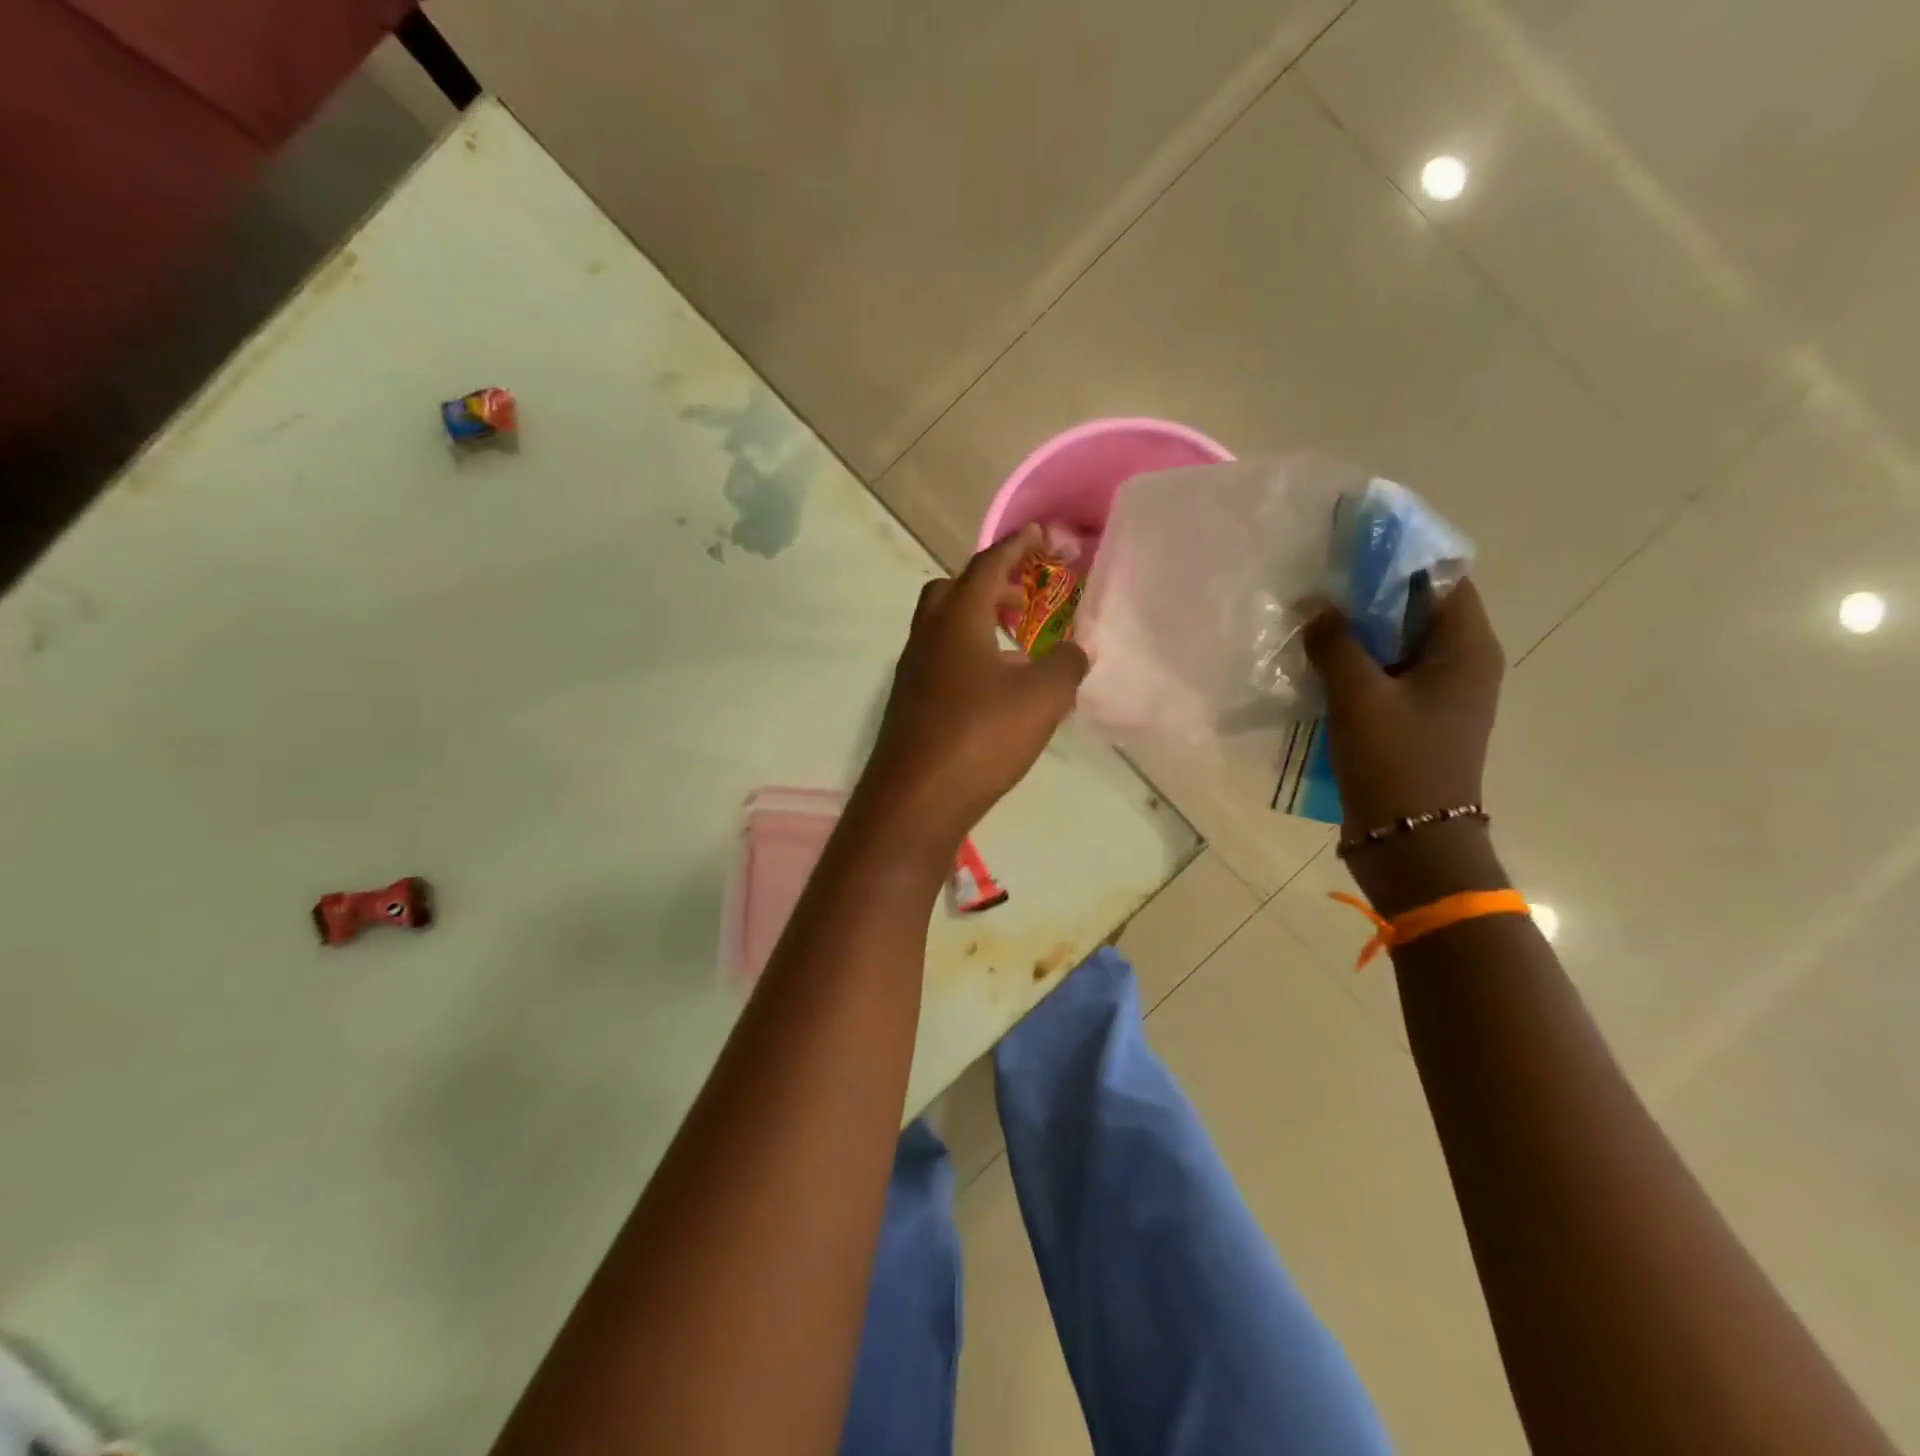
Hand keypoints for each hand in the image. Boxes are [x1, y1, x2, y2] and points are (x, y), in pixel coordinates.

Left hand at [855, 525, 1088, 858]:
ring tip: (1019, 643)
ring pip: (946, 625)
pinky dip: (971, 654)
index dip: (1019, 544)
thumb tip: (1077, 650)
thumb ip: (1067, 664)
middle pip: (956, 588)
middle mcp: (928, 634)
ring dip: (981, 620)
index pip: (989, 563)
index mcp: (957, 618)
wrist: (916, 799)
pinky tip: (997, 688)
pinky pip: (942, 658)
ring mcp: (913, 668)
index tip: (1044, 535)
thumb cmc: (981, 736)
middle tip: (1027, 596)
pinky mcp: (911, 700)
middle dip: (994, 582)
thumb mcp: (1042, 697)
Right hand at [1303, 579, 1504, 833]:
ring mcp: (1435, 693)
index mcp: (1466, 649)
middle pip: (1414, 607)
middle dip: (1366, 592)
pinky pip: (1382, 673)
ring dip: (1354, 630)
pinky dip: (1352, 662)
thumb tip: (1314, 604)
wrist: (1409, 843)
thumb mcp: (1359, 697)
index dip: (1397, 555)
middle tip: (1316, 580)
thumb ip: (1335, 643)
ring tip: (1306, 617)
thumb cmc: (1395, 763)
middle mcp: (1460, 664)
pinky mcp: (1411, 718)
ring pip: (1393, 642)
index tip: (1348, 544)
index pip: (1440, 577)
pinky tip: (1313, 661)